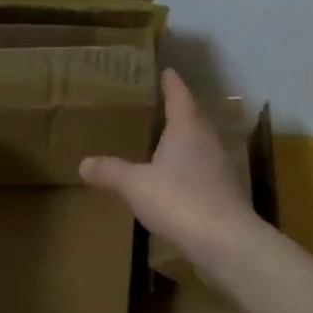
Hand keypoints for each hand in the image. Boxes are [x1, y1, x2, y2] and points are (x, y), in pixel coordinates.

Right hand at [79, 70, 254, 260]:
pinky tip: (183, 181)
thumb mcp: (135, 185)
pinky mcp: (229, 193)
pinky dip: (194, 169)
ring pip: (204, 145)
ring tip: (171, 142)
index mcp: (187, 128)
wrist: (226, 241)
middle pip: (195, 118)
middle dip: (182, 110)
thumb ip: (111, 172)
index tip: (168, 71)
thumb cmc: (179, 200)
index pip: (179, 96)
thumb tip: (83, 163)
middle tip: (166, 105)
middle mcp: (209, 140)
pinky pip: (208, 171)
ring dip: (190, 141)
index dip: (172, 83)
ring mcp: (223, 167)